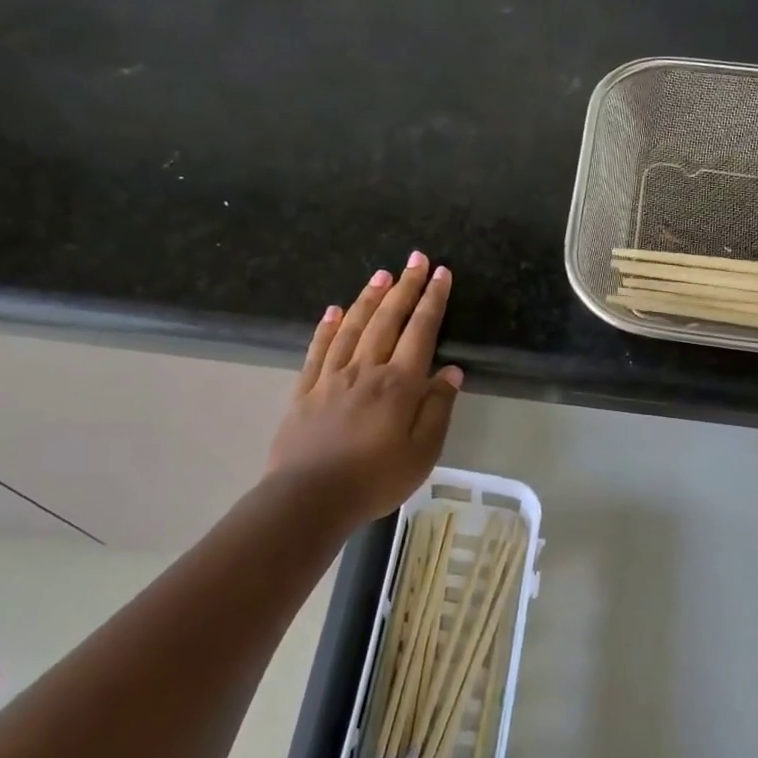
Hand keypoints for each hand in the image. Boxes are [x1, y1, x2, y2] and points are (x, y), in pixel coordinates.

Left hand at [266, 252, 463, 522]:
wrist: (309, 498)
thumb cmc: (375, 479)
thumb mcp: (423, 452)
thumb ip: (438, 409)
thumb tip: (452, 371)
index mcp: (399, 384)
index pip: (421, 331)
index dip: (432, 300)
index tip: (441, 273)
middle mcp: (366, 370)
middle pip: (388, 320)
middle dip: (404, 287)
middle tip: (415, 258)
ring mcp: (331, 377)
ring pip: (353, 327)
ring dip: (369, 298)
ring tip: (381, 274)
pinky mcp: (305, 390)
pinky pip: (318, 349)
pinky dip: (328, 326)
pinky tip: (334, 310)